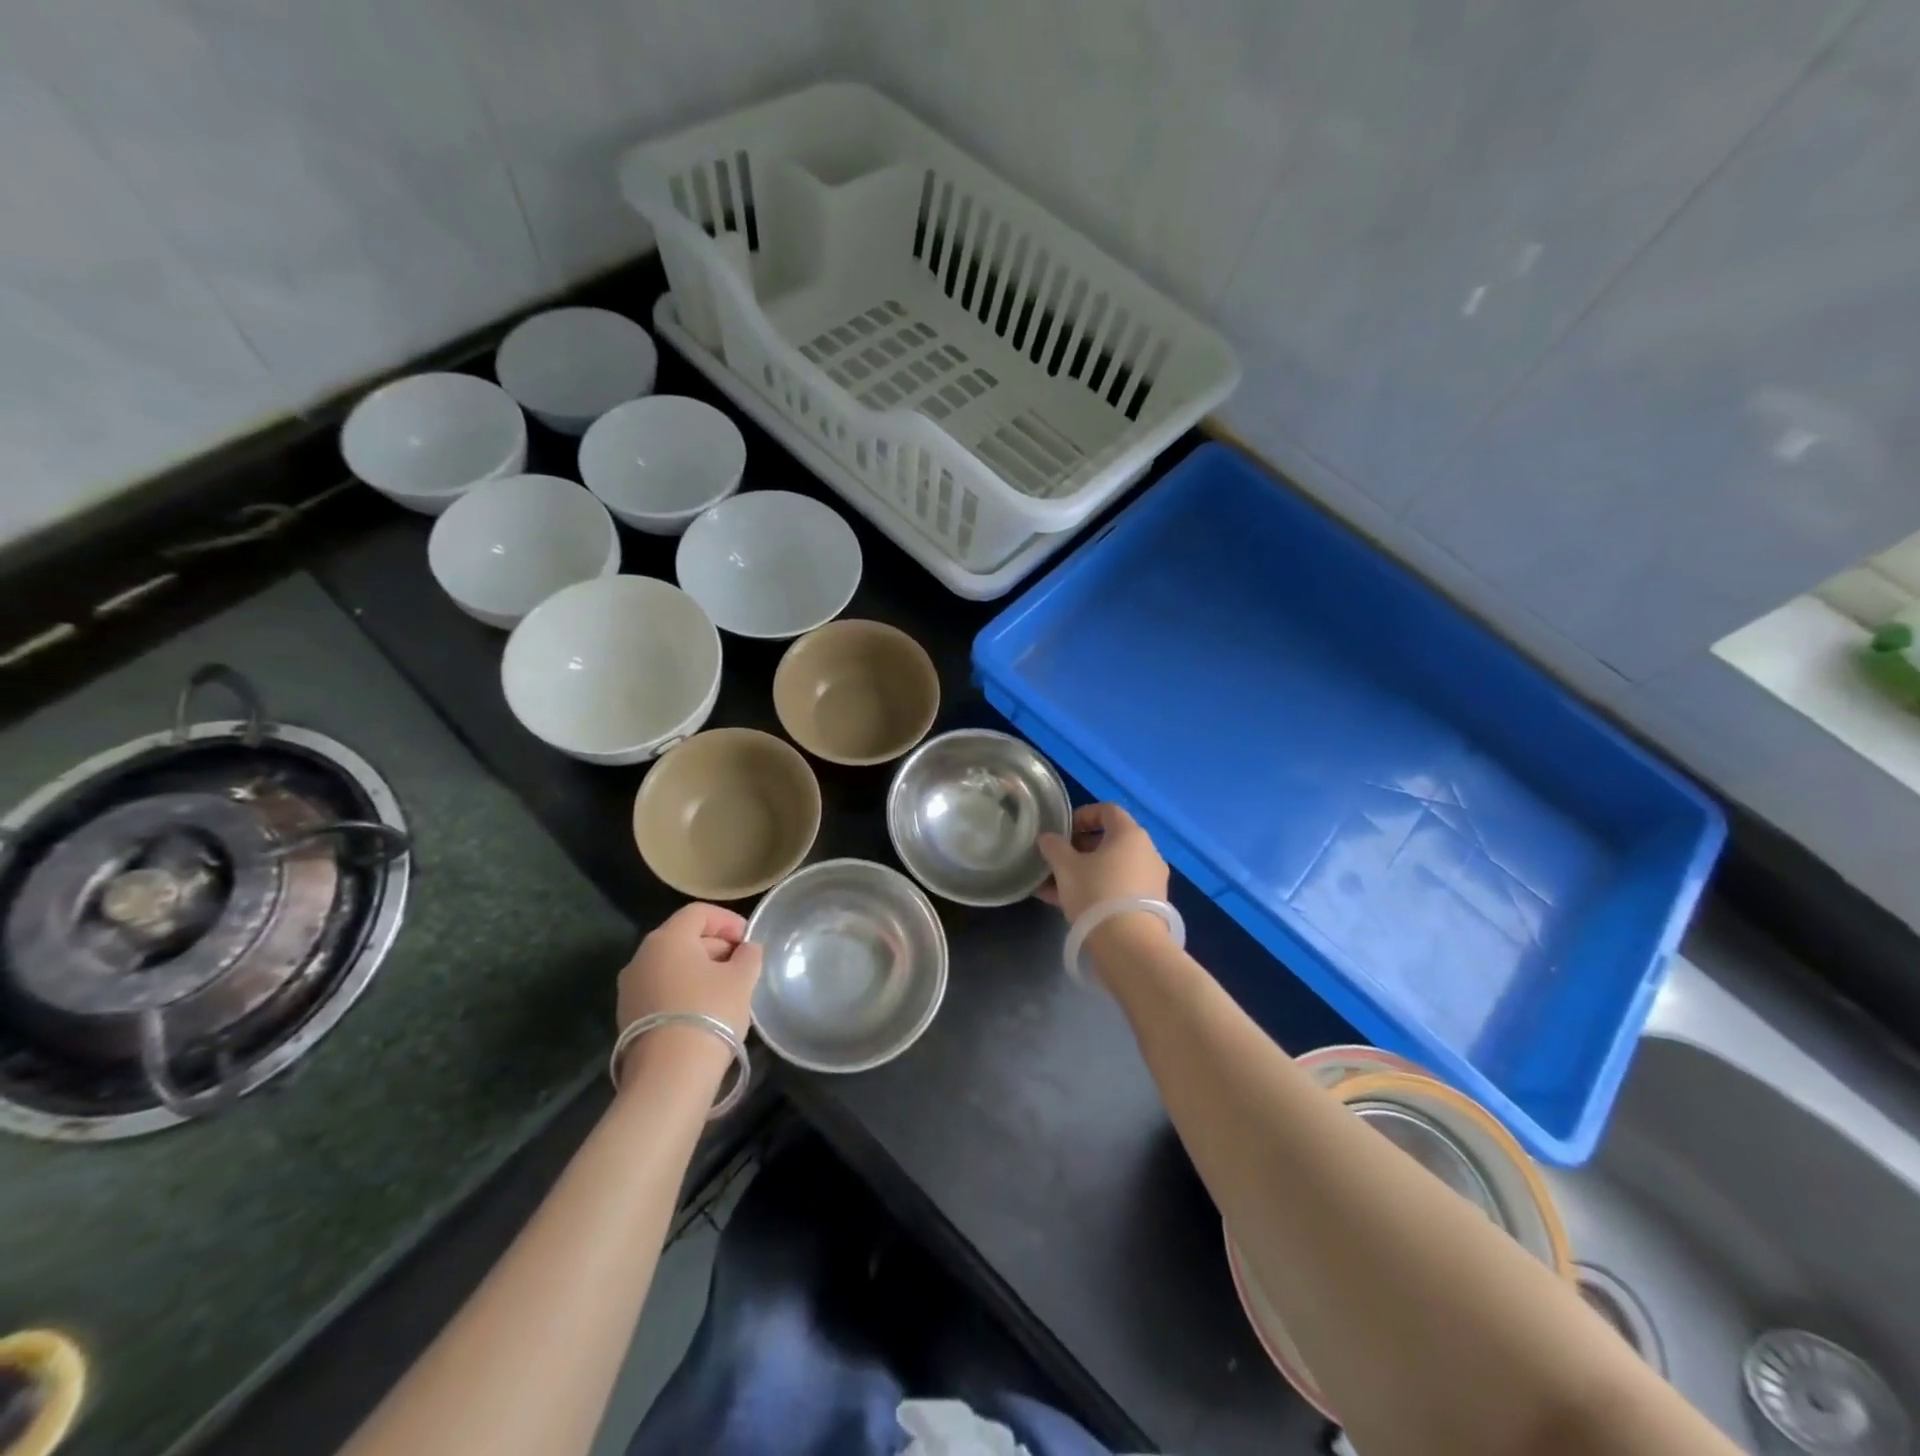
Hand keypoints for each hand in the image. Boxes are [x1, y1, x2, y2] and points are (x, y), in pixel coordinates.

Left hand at [615, 903, 762, 1081]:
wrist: (669, 1075)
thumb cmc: (710, 1013)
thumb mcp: (741, 979)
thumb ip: (748, 956)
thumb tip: (746, 949)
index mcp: (667, 939)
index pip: (699, 913)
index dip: (728, 920)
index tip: (748, 941)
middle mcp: (641, 957)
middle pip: (683, 937)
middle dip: (716, 946)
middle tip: (742, 966)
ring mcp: (630, 988)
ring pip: (671, 965)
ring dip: (700, 970)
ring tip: (727, 990)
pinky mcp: (628, 1016)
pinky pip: (661, 989)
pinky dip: (684, 990)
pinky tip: (705, 1011)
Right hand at [1035, 803, 1169, 923]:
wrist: (1129, 945)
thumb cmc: (1097, 892)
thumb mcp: (1066, 867)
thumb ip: (1054, 847)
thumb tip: (1047, 838)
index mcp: (1130, 835)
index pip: (1107, 811)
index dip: (1082, 815)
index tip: (1062, 831)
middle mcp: (1147, 853)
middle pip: (1110, 841)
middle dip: (1080, 849)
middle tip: (1057, 860)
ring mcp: (1151, 881)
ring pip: (1112, 869)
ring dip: (1085, 873)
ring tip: (1056, 887)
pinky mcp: (1150, 907)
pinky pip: (1118, 889)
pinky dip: (1097, 891)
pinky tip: (1069, 905)